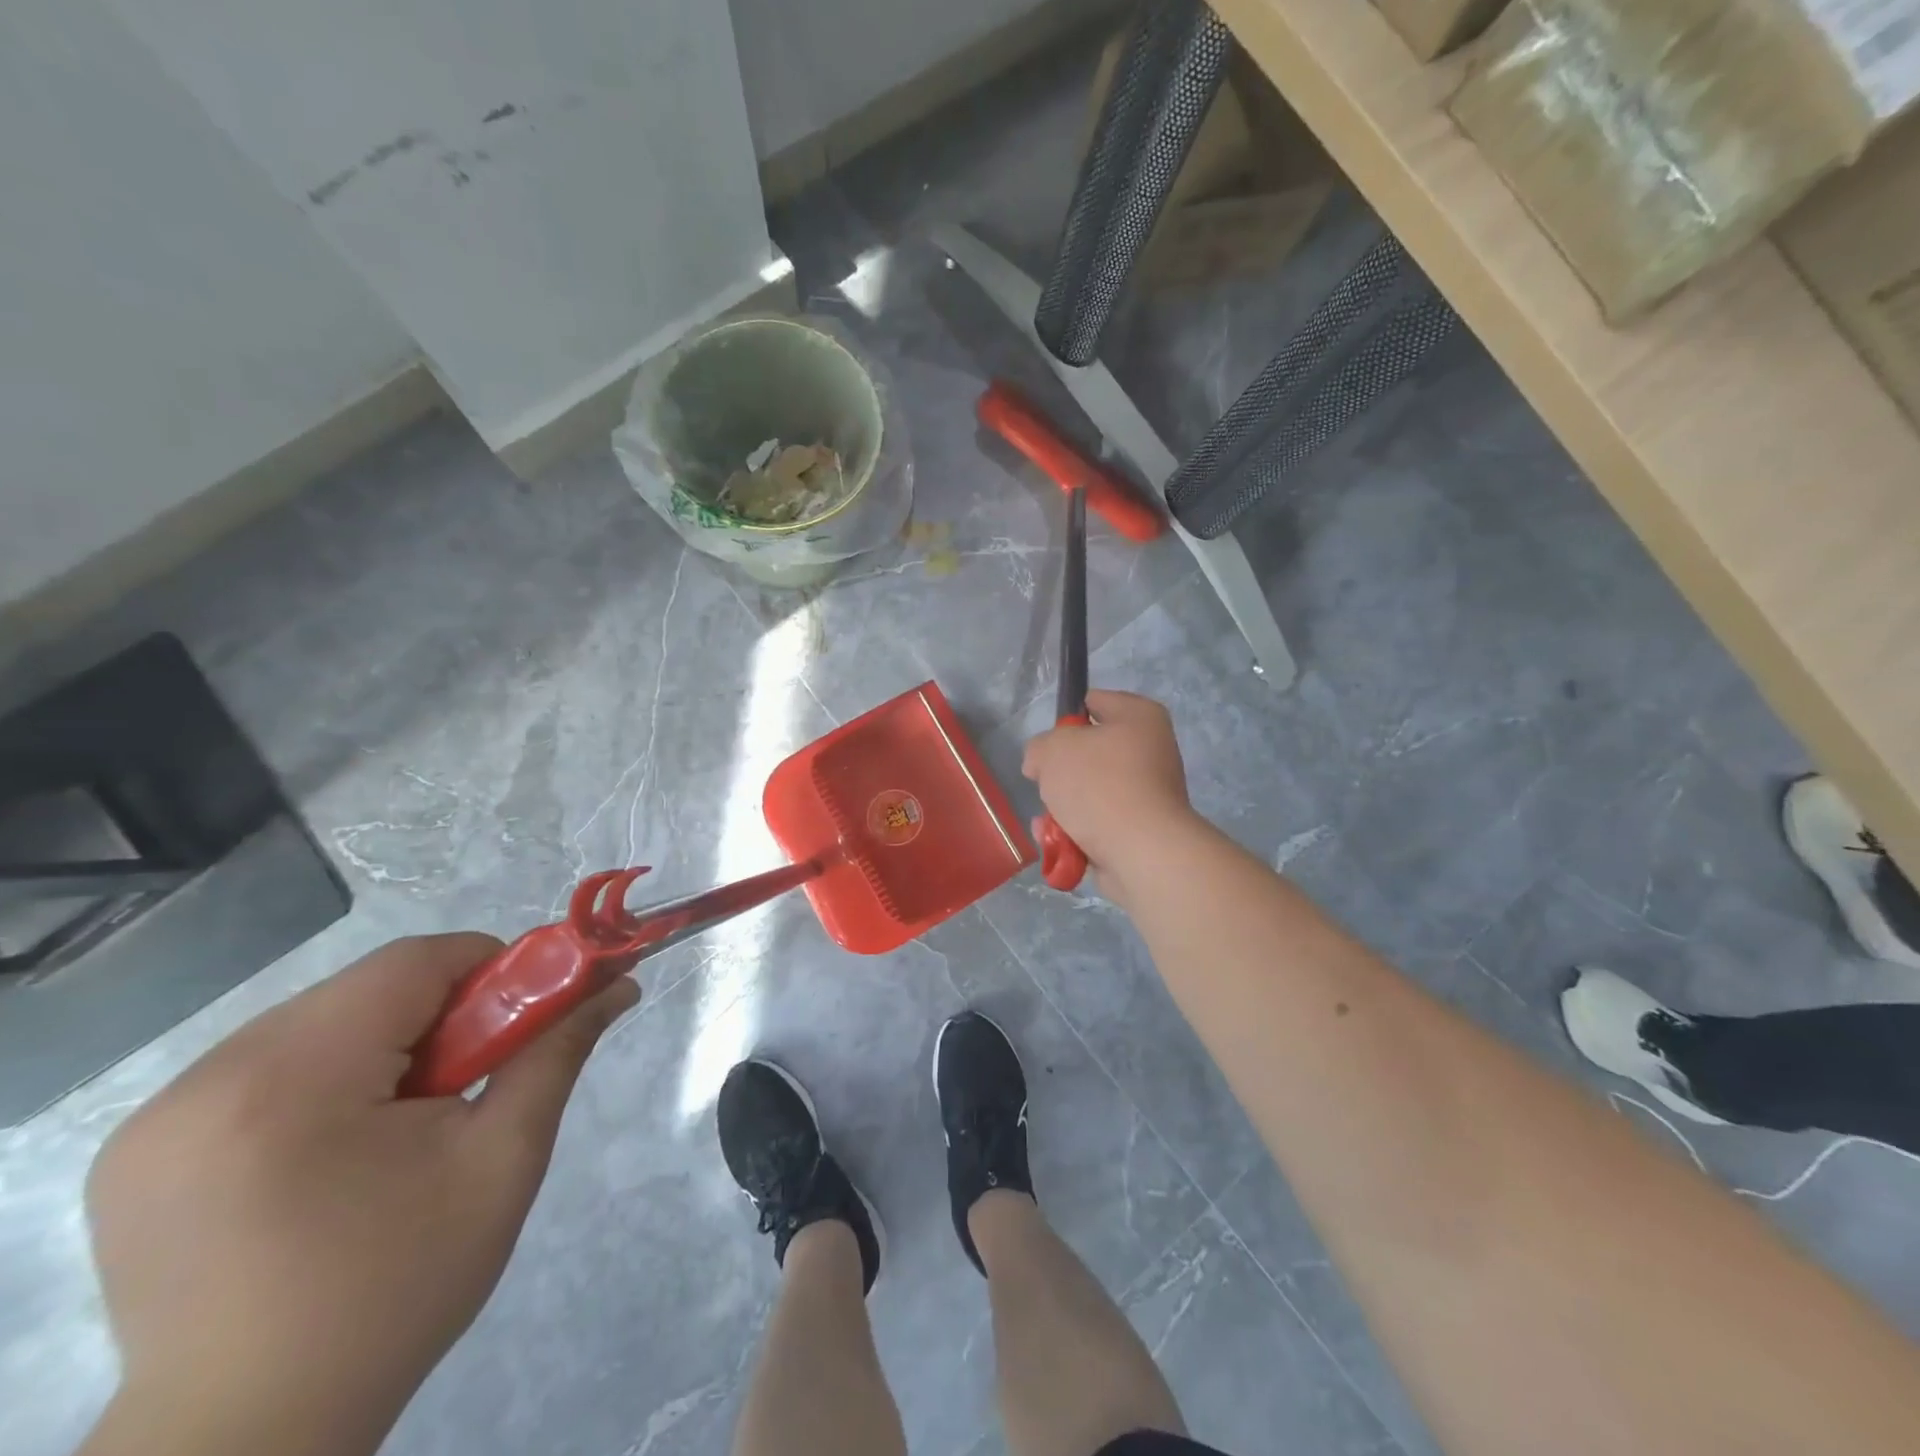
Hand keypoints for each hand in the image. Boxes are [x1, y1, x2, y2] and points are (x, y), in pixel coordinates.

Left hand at [82, 933, 637, 1455]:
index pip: (413, 962)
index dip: (488, 970)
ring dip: (384, 1045)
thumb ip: (557, 1052)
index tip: (523, 1020)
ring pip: (318, 1021)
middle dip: (438, 1015)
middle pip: (364, 989)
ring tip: (408, 1119)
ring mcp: (157, 1118)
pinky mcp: (139, 1150)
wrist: (252, 1437)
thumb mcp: (503, 1160)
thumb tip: (618, 984)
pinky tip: (339, 1146)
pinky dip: (328, 1077)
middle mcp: (204, 1080)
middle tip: (473, 1079)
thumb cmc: (397, 1287)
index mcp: (289, 1080)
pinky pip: (266, 1064)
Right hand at [1022, 690, 1196, 905]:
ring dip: (1063, 807)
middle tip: (1046, 782)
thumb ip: (1039, 747)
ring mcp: (1148, 793)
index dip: (1065, 719)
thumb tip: (1042, 764)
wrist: (1141, 851)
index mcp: (1139, 717)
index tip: (1047, 744)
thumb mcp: (1052, 749)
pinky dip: (1076, 832)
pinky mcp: (1141, 830)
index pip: (1094, 702)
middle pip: (1089, 752)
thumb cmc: (1100, 784)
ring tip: (1050, 820)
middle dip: (1061, 771)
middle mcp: (1150, 750)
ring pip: (1090, 791)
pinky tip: (1057, 842)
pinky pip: (1098, 823)